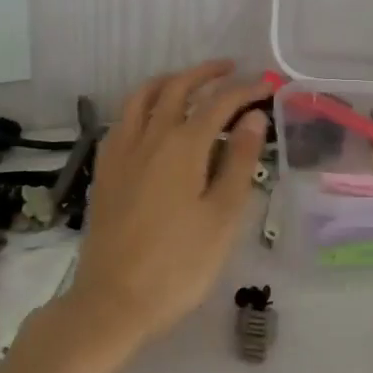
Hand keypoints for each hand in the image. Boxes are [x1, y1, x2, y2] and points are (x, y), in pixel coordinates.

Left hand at [63, 60, 271, 350]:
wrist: (112, 302)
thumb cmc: (178, 265)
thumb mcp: (222, 217)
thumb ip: (239, 161)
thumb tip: (252, 117)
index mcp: (183, 145)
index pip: (219, 103)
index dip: (245, 89)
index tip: (267, 84)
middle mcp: (149, 137)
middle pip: (177, 88)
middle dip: (206, 73)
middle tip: (230, 69)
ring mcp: (121, 151)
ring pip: (142, 97)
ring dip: (169, 81)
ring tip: (188, 82)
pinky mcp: (105, 170)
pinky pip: (122, 120)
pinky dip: (142, 105)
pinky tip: (150, 120)